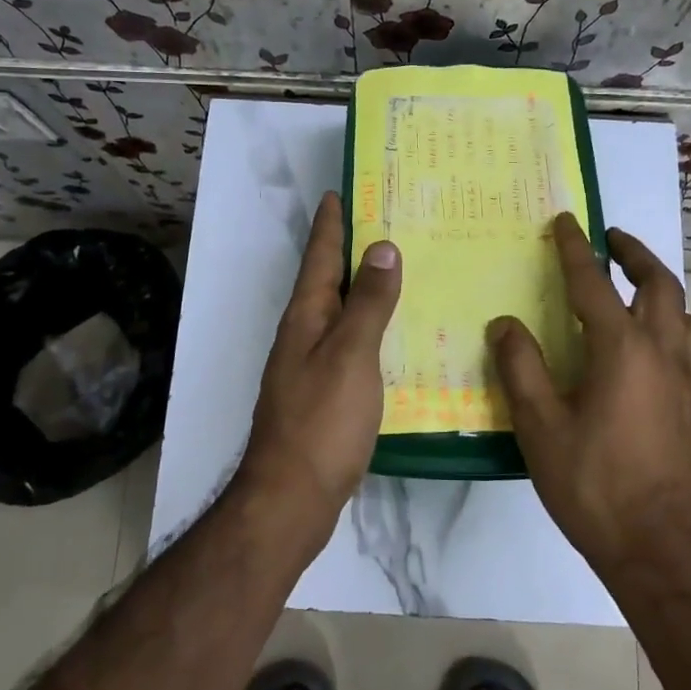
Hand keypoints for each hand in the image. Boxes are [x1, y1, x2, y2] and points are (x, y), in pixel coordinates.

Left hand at [236, 192, 400, 531]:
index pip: (319, 257)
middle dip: (350, 250)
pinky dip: (372, 328)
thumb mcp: (350, 354)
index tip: (339, 192)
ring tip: (397, 270)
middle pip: (328, 281)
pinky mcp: (326, 393)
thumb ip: (368, 303)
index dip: (330, 225)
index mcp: (306, 317)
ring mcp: (312, 366)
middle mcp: (305, 335)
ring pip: (341, 313)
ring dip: (363, 288)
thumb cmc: (321, 421)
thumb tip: (381, 247)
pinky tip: (396, 335)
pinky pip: (352, 344)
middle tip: (384, 222)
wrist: (293, 497)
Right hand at [488, 215, 690, 575]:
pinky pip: (689, 345)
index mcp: (622, 349)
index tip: (566, 221)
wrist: (656, 547)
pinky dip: (673, 324)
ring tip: (635, 287)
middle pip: (659, 285)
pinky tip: (646, 346)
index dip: (576, 249)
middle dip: (634, 254)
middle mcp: (661, 353)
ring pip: (685, 314)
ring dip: (661, 288)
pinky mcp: (687, 405)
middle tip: (610, 240)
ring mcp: (682, 380)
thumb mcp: (540, 426)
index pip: (594, 284)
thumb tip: (505, 324)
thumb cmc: (593, 484)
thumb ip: (521, 368)